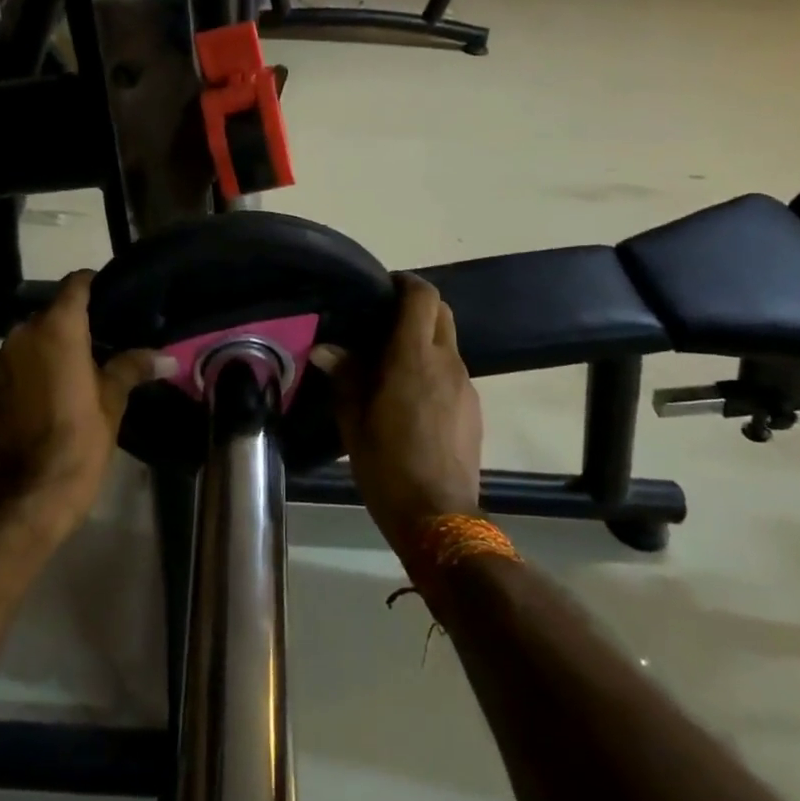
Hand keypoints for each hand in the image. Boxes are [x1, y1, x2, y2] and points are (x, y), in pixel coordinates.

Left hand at [0, 271, 156, 540]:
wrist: (34, 491)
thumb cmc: (81, 438)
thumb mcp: (113, 400)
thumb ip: (133, 367)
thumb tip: (167, 357)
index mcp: (58, 328)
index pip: (75, 284)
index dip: (93, 284)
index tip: (111, 295)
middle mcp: (22, 334)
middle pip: (51, 313)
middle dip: (73, 324)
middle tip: (100, 343)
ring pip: (29, 340)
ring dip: (48, 347)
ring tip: (72, 371)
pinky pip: (13, 365)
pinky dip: (29, 370)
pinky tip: (46, 395)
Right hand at [319, 275, 482, 560]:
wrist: (439, 517)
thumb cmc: (387, 466)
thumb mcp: (354, 422)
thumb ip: (345, 377)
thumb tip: (326, 349)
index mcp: (413, 359)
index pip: (423, 297)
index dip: (405, 283)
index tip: (382, 287)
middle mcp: (447, 363)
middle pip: (441, 313)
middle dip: (416, 306)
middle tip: (382, 321)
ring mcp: (466, 386)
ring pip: (447, 343)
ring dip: (423, 340)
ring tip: (391, 363)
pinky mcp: (473, 408)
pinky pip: (452, 371)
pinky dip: (433, 368)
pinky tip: (410, 397)